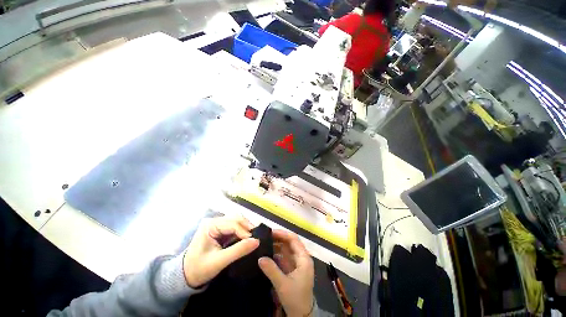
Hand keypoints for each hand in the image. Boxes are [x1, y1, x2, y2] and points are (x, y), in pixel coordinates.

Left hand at [183, 216, 258, 287]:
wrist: (186, 276)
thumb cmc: (199, 269)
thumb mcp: (219, 262)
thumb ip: (238, 251)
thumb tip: (257, 241)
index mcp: (210, 225)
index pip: (232, 223)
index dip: (244, 231)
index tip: (255, 240)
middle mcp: (214, 221)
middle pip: (236, 219)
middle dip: (247, 227)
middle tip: (257, 237)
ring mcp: (218, 224)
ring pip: (237, 221)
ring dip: (246, 228)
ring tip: (253, 237)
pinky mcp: (221, 230)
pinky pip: (235, 227)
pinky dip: (242, 232)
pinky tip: (247, 237)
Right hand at [258, 230, 313, 316]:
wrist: (302, 315)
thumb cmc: (296, 298)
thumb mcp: (283, 284)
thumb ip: (272, 270)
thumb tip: (260, 258)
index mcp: (304, 258)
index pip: (294, 239)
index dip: (283, 234)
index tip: (271, 232)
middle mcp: (301, 257)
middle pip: (290, 242)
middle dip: (278, 238)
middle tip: (265, 237)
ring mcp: (296, 262)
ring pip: (286, 249)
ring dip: (276, 245)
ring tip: (264, 242)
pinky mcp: (292, 268)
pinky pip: (284, 256)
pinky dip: (276, 253)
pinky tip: (267, 253)